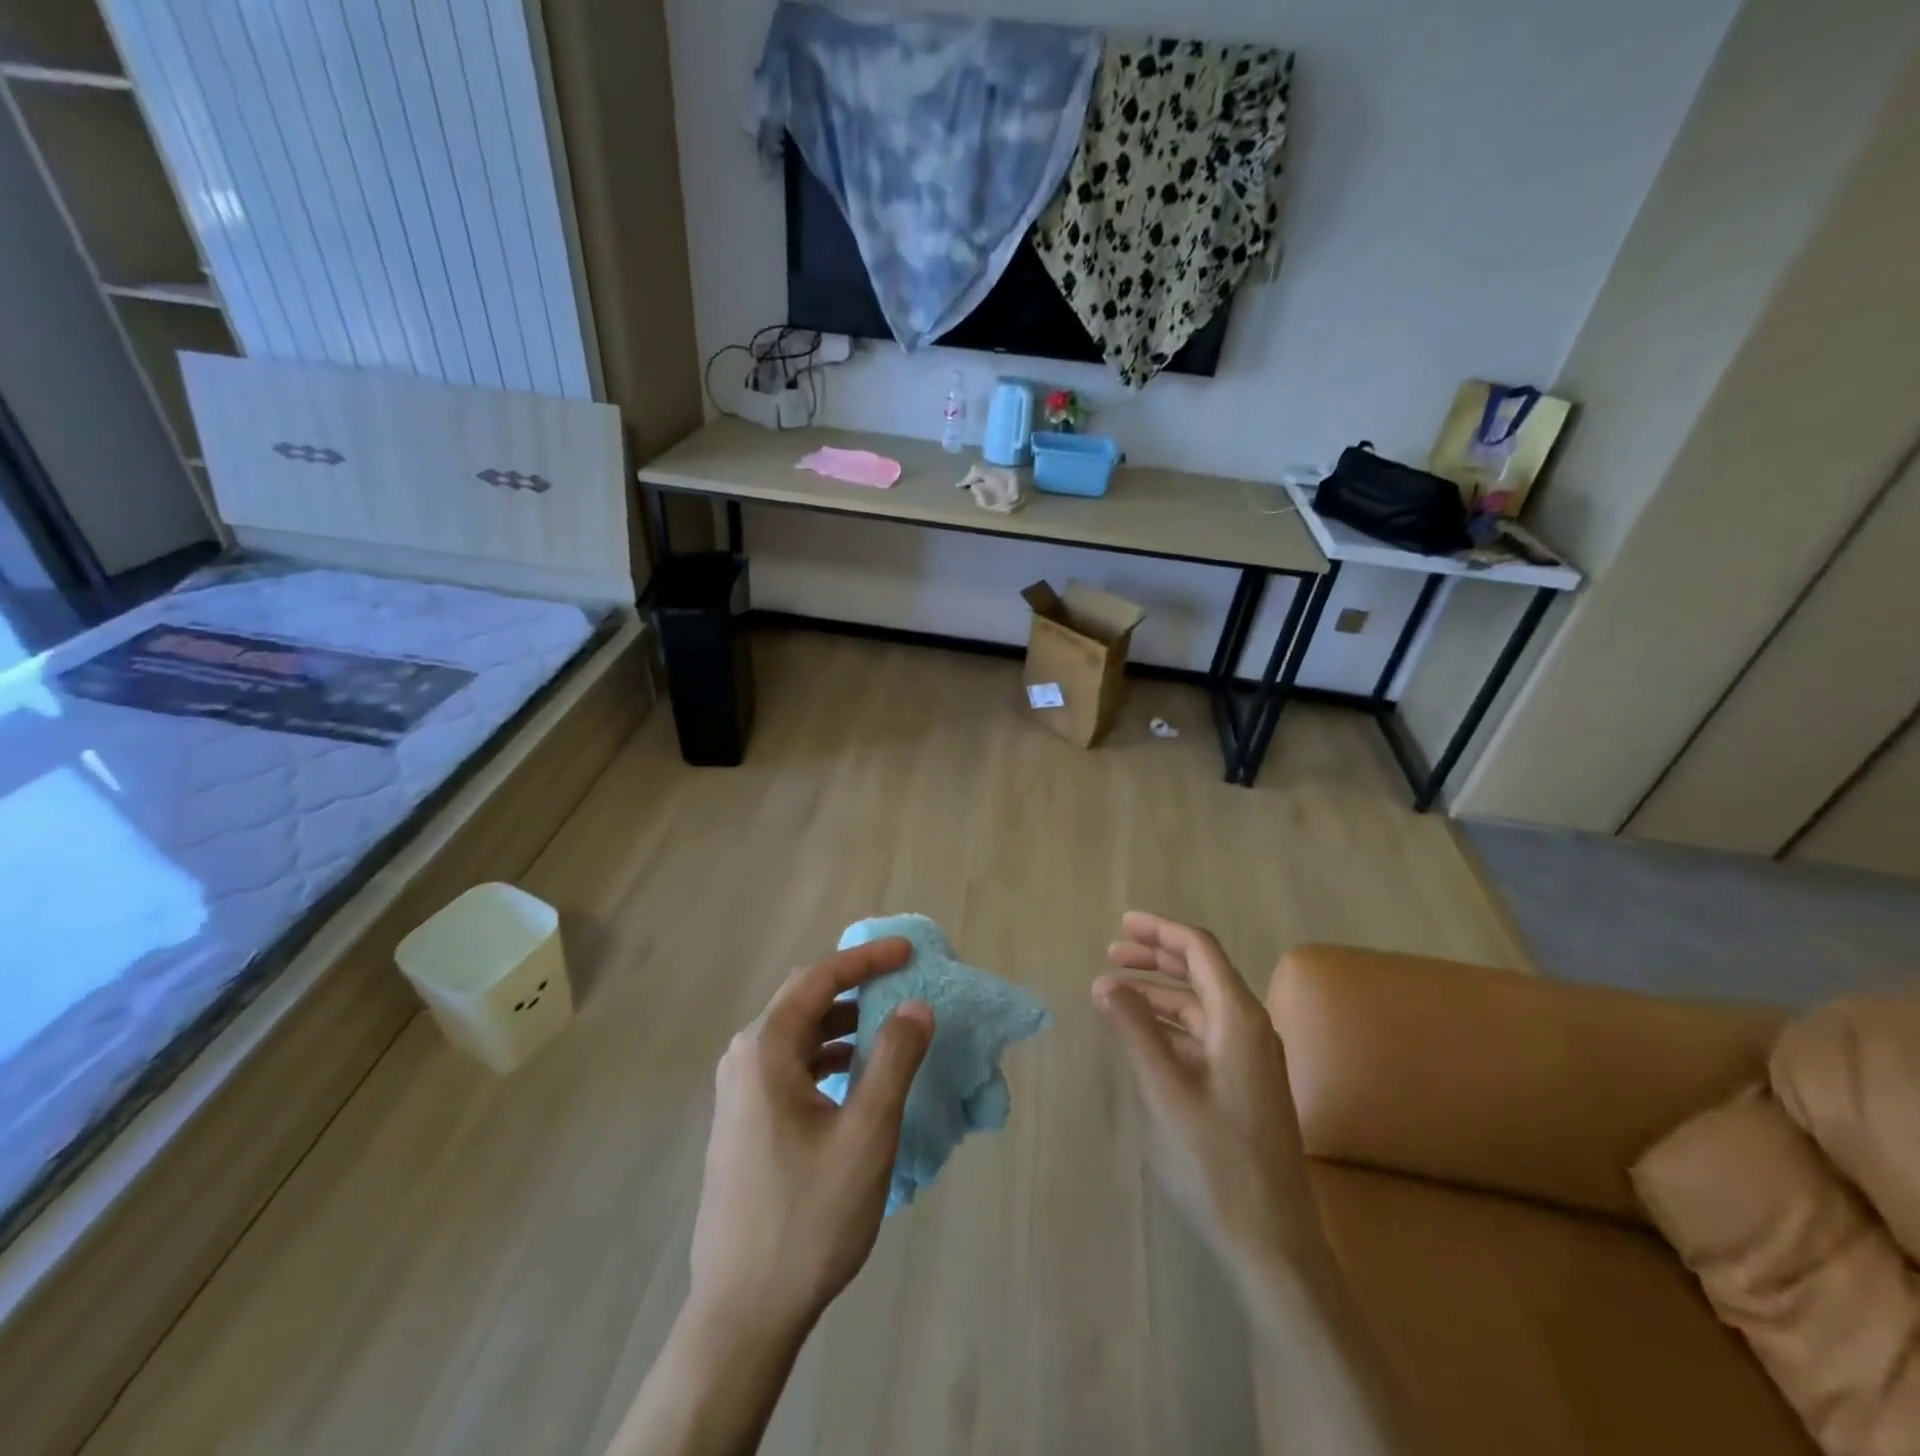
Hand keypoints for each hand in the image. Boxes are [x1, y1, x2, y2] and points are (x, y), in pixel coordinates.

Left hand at [689, 938, 934, 1344]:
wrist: (742, 1313)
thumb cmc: (807, 1217)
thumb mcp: (866, 1134)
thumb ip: (894, 1060)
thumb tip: (915, 1005)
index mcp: (765, 1050)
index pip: (819, 978)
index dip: (866, 959)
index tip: (908, 952)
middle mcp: (744, 1059)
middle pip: (804, 999)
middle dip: (855, 984)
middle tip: (901, 980)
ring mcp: (739, 1093)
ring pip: (798, 1034)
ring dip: (843, 1022)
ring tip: (888, 1027)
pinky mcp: (745, 1121)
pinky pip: (791, 1066)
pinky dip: (828, 1056)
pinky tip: (858, 1077)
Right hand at [1093, 912, 1322, 1284]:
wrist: (1274, 1245)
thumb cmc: (1218, 1163)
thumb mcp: (1166, 1092)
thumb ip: (1135, 1031)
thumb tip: (1105, 982)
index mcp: (1240, 1019)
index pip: (1200, 950)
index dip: (1160, 930)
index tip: (1121, 924)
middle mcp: (1251, 1029)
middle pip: (1202, 972)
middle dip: (1157, 957)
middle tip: (1111, 953)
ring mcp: (1250, 1059)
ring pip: (1201, 1006)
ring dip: (1160, 993)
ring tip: (1115, 993)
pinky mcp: (1244, 1085)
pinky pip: (1203, 1036)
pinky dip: (1170, 1025)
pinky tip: (1142, 1035)